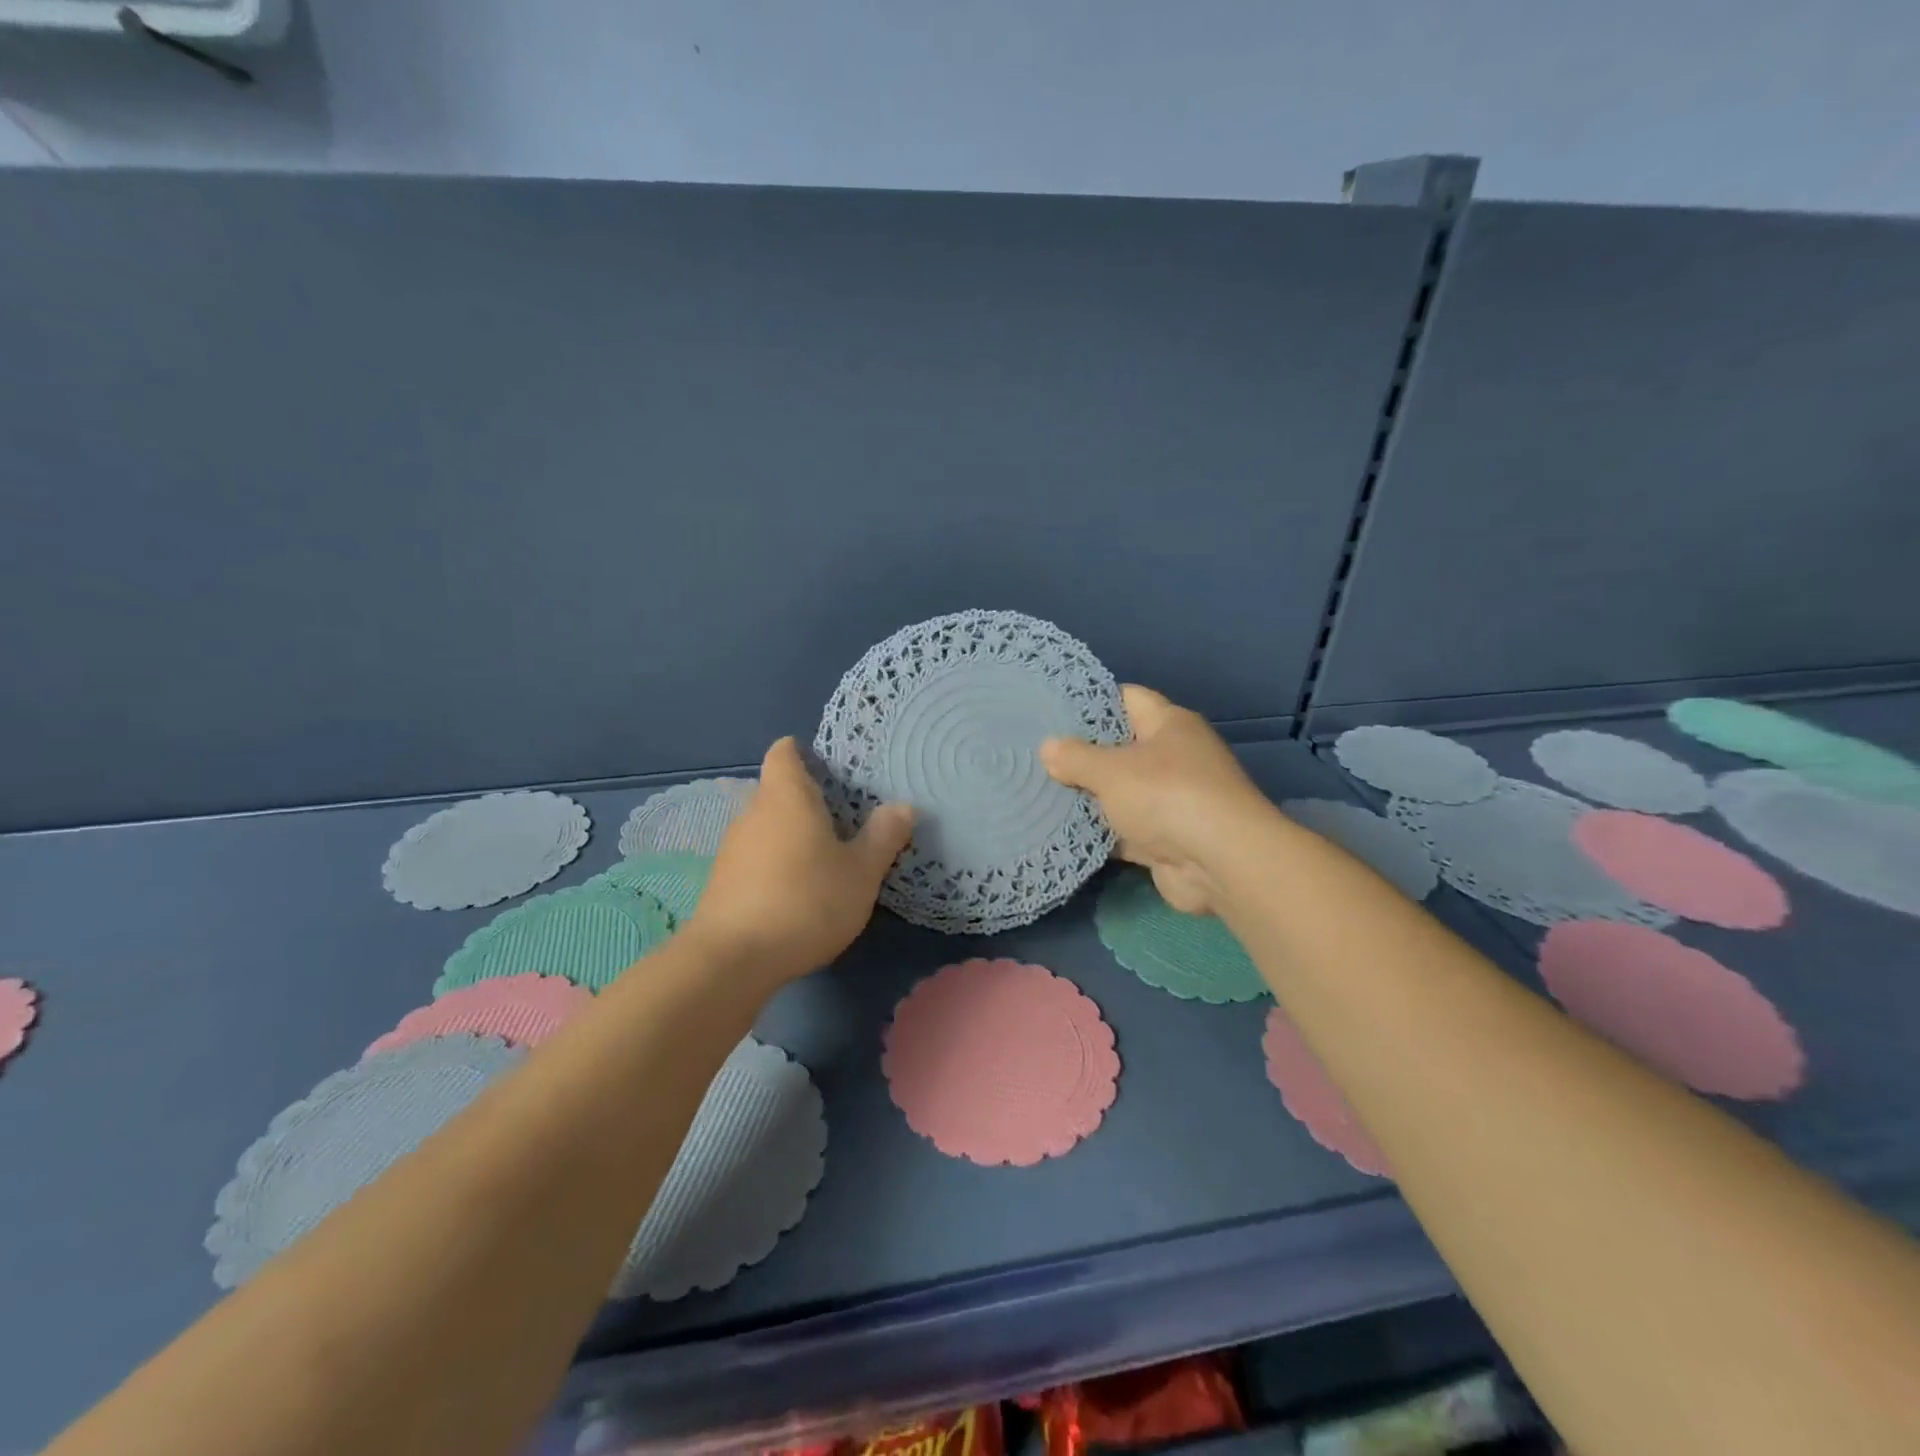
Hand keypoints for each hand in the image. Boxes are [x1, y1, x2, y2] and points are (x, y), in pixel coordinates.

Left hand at [688, 737, 913, 982]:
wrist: (733, 960)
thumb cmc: (806, 901)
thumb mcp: (861, 872)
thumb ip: (883, 836)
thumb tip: (903, 806)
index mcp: (787, 797)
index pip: (784, 753)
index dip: (802, 753)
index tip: (828, 769)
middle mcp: (753, 813)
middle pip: (777, 791)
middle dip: (805, 801)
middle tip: (842, 821)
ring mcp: (732, 848)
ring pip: (766, 827)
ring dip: (790, 836)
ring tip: (823, 860)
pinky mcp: (722, 882)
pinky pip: (754, 858)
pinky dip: (774, 865)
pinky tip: (795, 893)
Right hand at [1041, 685, 1270, 915]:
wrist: (1220, 863)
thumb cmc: (1166, 796)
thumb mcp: (1111, 769)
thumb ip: (1075, 757)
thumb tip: (1048, 747)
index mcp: (1170, 725)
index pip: (1127, 698)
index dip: (1091, 701)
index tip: (1053, 710)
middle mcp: (1174, 757)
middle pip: (1120, 747)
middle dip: (1082, 754)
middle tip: (1036, 755)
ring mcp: (1172, 800)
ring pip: (1121, 792)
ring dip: (1089, 797)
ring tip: (1039, 791)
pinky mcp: (1166, 839)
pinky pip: (1125, 829)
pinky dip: (1101, 832)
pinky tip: (1063, 831)